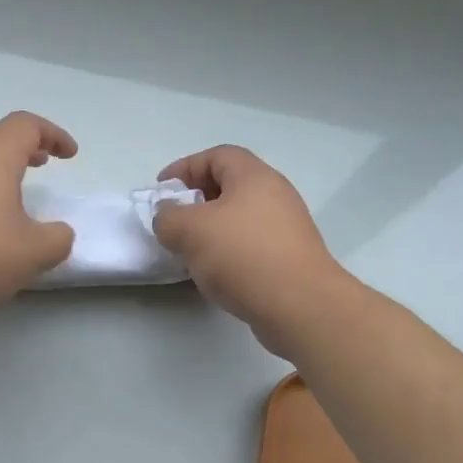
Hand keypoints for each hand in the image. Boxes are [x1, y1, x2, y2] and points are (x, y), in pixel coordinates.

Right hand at [150, 145, 353, 357]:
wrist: (301, 306)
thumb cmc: (243, 255)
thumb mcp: (191, 230)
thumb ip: (168, 217)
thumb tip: (168, 216)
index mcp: (254, 176)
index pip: (216, 155)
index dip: (185, 167)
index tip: (162, 190)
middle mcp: (275, 194)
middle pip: (230, 185)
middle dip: (197, 199)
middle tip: (174, 220)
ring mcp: (287, 227)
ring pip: (240, 217)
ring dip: (212, 228)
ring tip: (190, 250)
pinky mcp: (290, 258)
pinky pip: (252, 244)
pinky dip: (229, 251)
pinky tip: (216, 273)